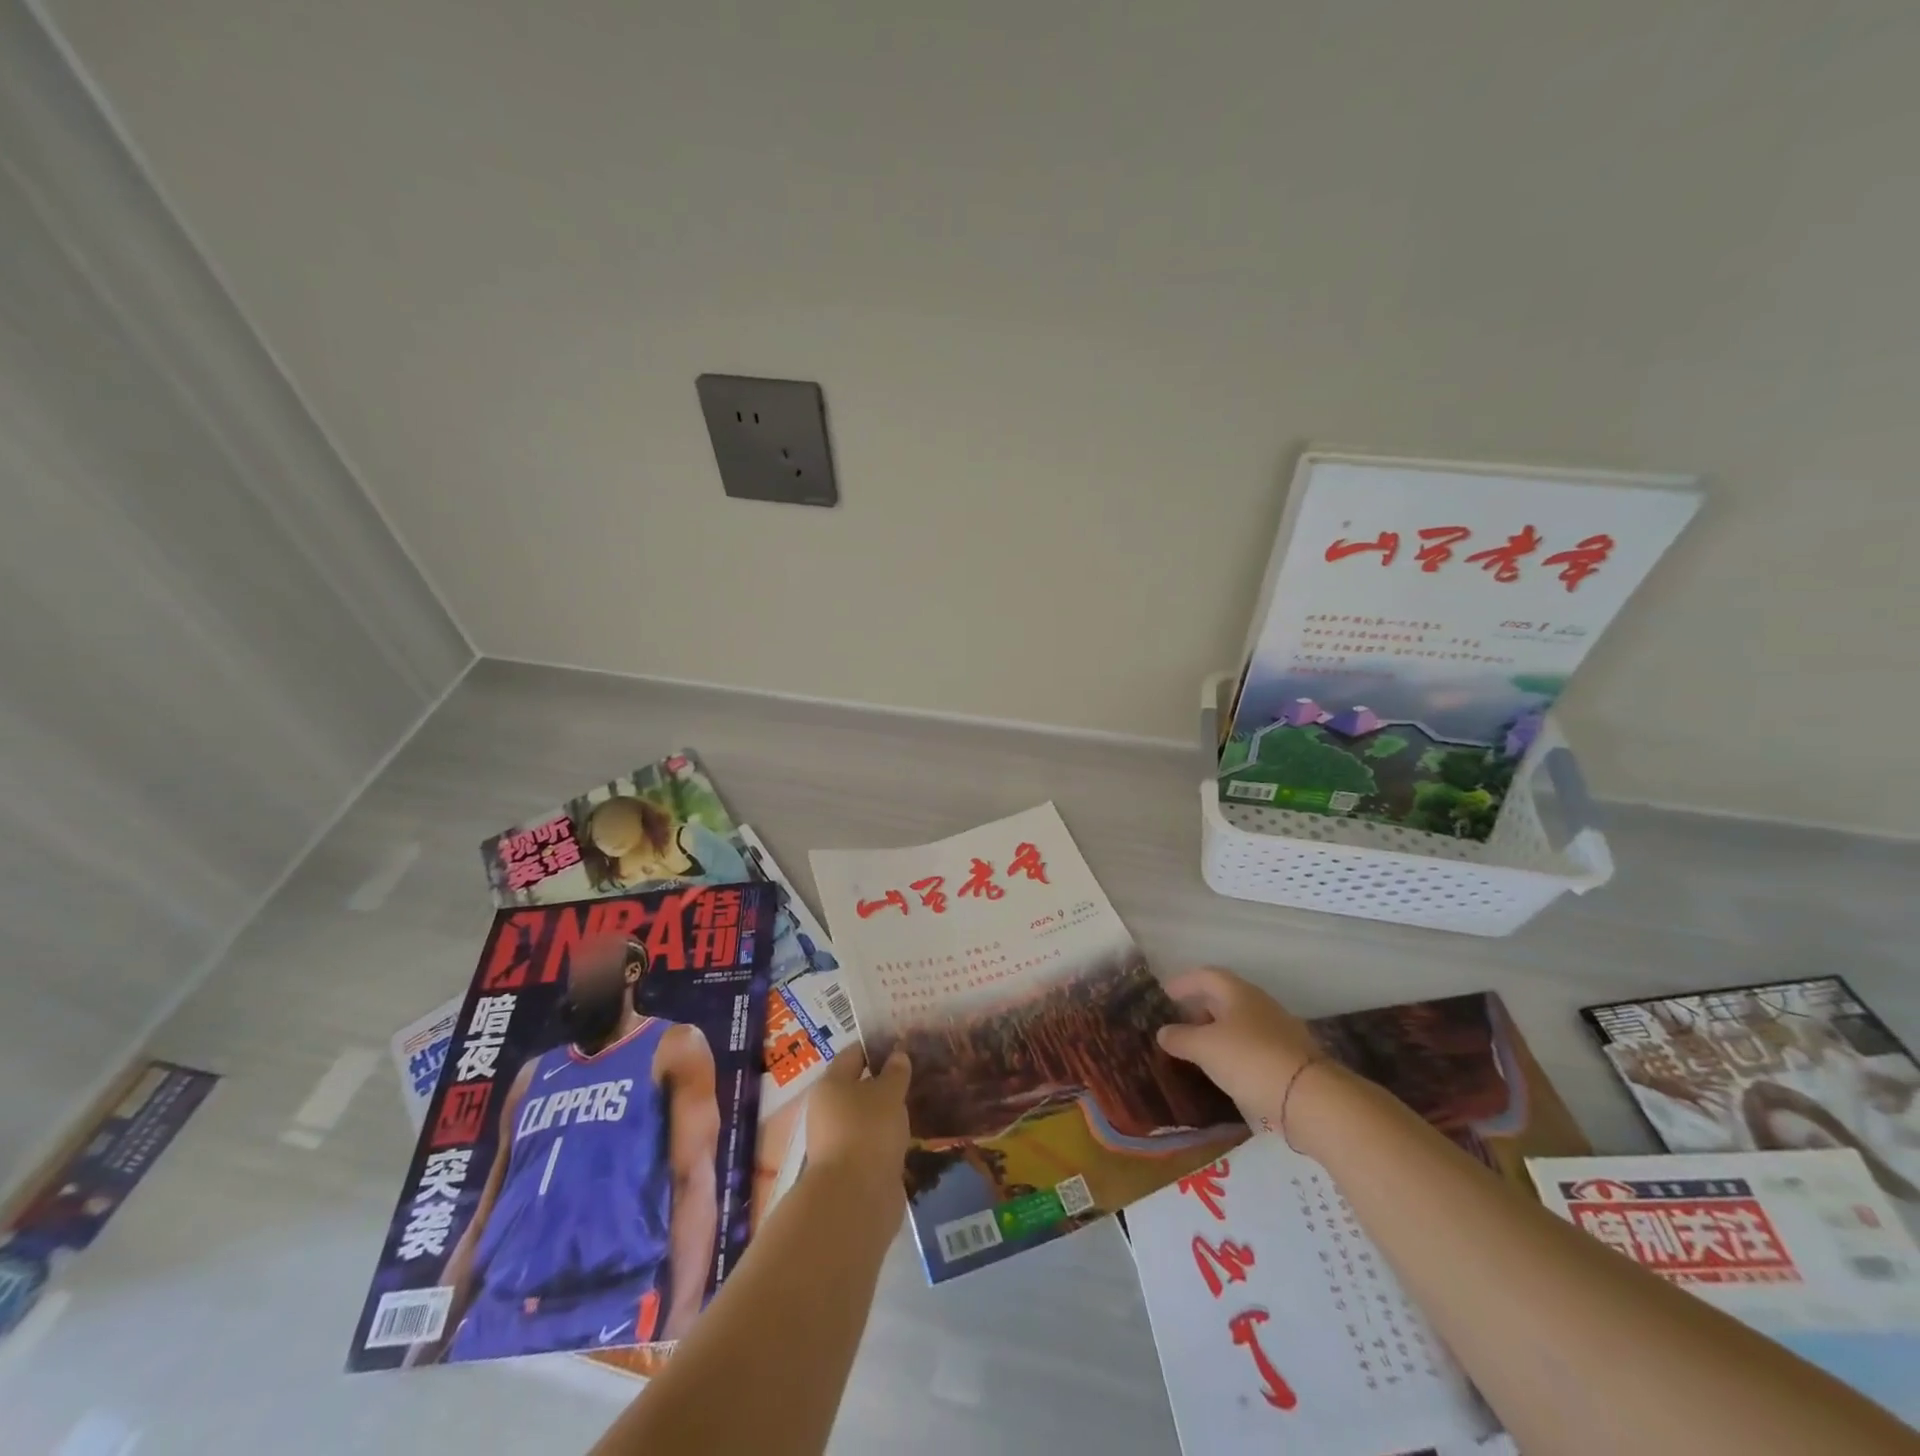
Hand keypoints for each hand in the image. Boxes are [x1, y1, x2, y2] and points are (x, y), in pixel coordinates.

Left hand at [804, 1047, 911, 1208]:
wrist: (855, 1200)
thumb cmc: (868, 1131)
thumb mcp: (888, 1094)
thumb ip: (895, 1073)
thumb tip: (897, 1056)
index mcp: (830, 1085)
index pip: (853, 1055)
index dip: (876, 1048)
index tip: (901, 1045)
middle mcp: (828, 1111)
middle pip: (858, 1088)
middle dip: (884, 1083)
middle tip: (915, 1075)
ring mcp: (837, 1143)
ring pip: (866, 1119)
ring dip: (887, 1114)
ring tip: (918, 1105)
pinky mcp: (851, 1170)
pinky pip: (872, 1144)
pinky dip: (888, 1139)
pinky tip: (911, 1137)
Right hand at [1156, 967, 1328, 1134]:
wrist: (1310, 1098)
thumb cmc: (1249, 1060)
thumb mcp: (1205, 1048)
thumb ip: (1180, 1038)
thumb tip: (1163, 1032)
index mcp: (1238, 992)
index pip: (1207, 975)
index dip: (1184, 982)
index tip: (1166, 994)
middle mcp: (1260, 1004)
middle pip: (1225, 997)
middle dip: (1201, 1007)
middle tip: (1181, 1022)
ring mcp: (1280, 1030)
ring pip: (1241, 1022)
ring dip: (1219, 1031)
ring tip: (1201, 1049)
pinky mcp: (1291, 1057)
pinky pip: (1255, 1045)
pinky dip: (1236, 1050)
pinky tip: (1228, 1069)